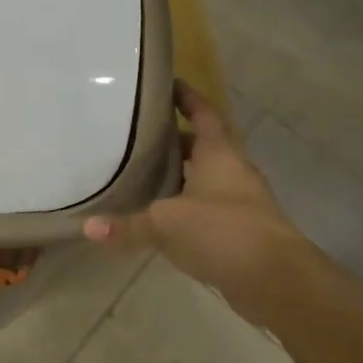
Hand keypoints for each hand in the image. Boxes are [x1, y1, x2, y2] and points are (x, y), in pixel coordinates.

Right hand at [83, 80, 300, 311]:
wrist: (276, 279)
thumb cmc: (223, 231)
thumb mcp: (166, 223)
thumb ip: (128, 225)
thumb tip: (86, 227)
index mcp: (220, 153)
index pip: (204, 114)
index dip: (187, 97)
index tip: (167, 84)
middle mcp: (233, 171)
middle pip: (203, 146)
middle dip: (175, 140)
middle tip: (140, 135)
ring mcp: (241, 202)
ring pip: (206, 178)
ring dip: (180, 175)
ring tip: (143, 174)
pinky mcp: (241, 231)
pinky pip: (207, 208)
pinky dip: (185, 206)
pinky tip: (161, 217)